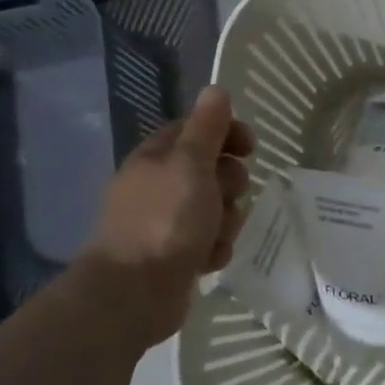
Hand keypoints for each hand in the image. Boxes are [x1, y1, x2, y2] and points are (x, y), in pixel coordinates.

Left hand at [78, 86, 254, 346]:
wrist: (134, 294)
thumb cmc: (166, 221)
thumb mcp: (191, 165)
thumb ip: (208, 128)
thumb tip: (216, 89)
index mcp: (157, 158)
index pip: (198, 130)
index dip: (227, 134)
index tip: (251, 147)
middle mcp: (160, 186)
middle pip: (213, 170)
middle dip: (230, 184)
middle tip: (227, 196)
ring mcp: (167, 222)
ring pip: (217, 208)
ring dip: (227, 220)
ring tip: (216, 236)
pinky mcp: (176, 254)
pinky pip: (211, 240)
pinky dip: (215, 248)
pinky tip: (208, 260)